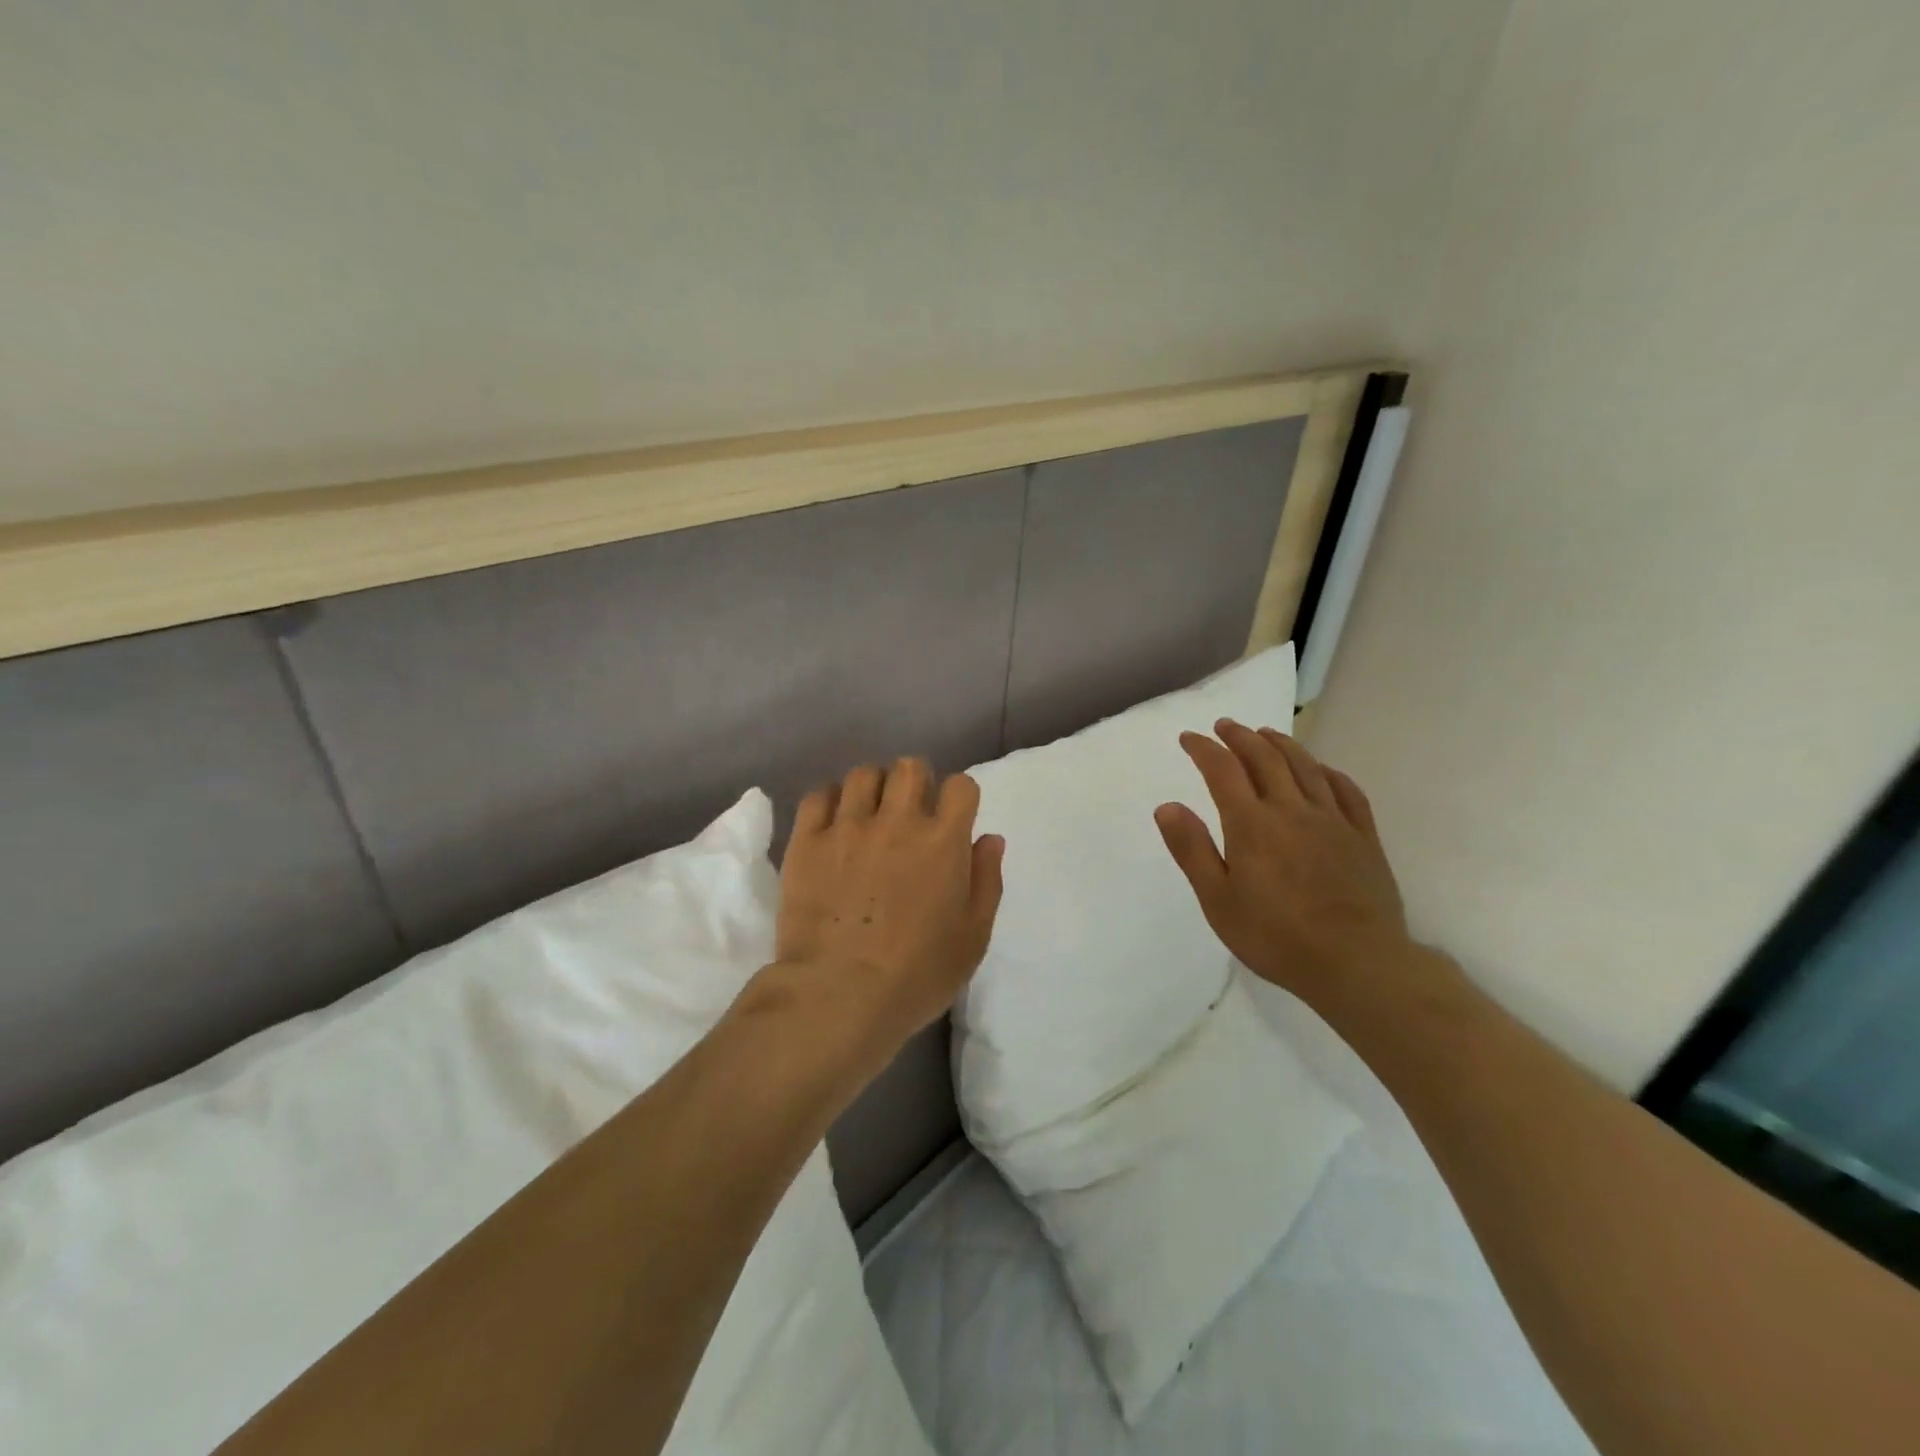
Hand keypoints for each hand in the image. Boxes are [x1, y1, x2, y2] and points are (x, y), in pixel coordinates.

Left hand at [773, 759, 1004, 1059]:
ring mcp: (848, 827)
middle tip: (910, 813)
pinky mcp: (807, 841)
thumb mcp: (972, 937)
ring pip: (863, 775)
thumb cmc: (917, 975)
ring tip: (869, 815)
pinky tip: (834, 823)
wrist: (839, 995)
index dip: (959, 798)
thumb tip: (989, 838)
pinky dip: (830, 801)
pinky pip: (818, 796)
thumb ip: (987, 881)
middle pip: (910, 767)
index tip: (951, 820)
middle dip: (916, 782)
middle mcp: (897, 821)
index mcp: (943, 841)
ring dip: (873, 788)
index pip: (960, 786)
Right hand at [1154, 719, 1433, 1017]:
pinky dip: (1328, 771)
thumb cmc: (1276, 936)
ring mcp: (1332, 820)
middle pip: (1265, 758)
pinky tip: (1320, 769)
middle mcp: (1291, 810)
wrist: (1357, 963)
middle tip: (1225, 726)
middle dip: (1240, 737)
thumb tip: (1167, 806)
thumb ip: (1192, 850)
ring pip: (1305, 766)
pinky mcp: (1363, 837)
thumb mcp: (1218, 901)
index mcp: (1252, 824)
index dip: (1203, 749)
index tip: (1189, 738)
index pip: (1223, 771)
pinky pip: (1346, 790)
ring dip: (1281, 743)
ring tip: (1265, 733)